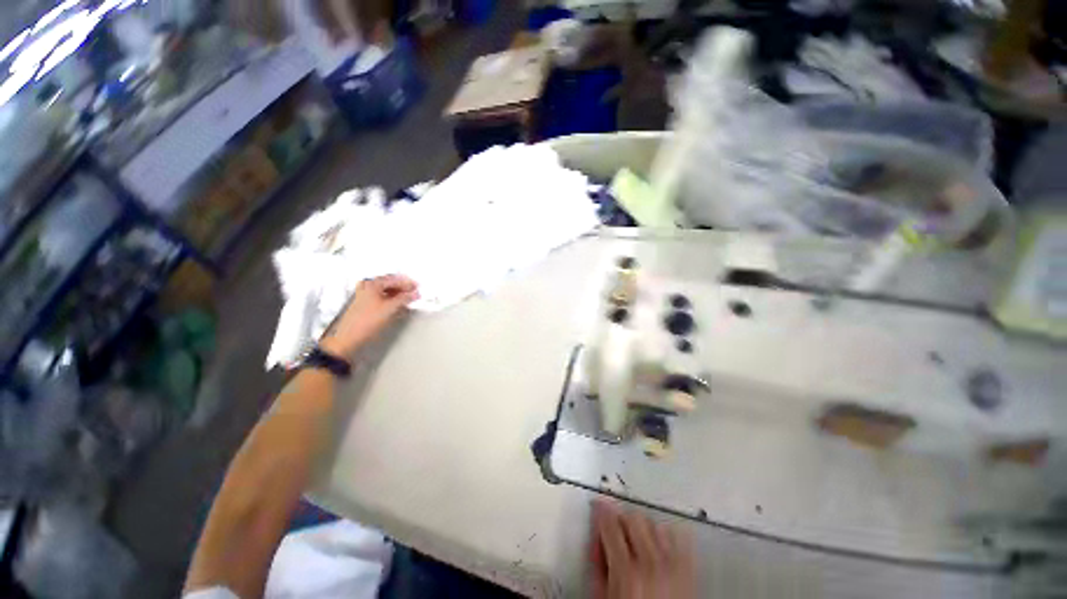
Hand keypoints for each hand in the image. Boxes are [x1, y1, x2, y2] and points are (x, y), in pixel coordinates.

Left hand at [320, 275, 418, 356]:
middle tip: (413, 291)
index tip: (417, 287)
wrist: (349, 338)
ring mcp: (363, 295)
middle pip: (388, 283)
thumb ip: (404, 299)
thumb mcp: (390, 309)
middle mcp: (366, 287)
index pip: (394, 279)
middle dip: (402, 287)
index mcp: (372, 284)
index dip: (407, 283)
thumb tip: (414, 294)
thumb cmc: (366, 322)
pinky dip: (390, 297)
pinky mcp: (363, 304)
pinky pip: (380, 296)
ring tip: (407, 297)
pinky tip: (396, 303)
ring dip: (397, 292)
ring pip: (384, 290)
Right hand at [590, 500, 694, 598]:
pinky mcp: (689, 569)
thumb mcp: (604, 597)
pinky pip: (678, 536)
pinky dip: (665, 534)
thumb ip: (597, 564)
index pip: (610, 523)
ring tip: (636, 539)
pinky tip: (658, 543)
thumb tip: (595, 540)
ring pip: (654, 523)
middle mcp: (651, 563)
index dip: (601, 510)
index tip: (598, 506)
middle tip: (615, 529)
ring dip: (642, 527)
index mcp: (626, 571)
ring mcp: (673, 565)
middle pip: (633, 517)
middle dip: (621, 519)